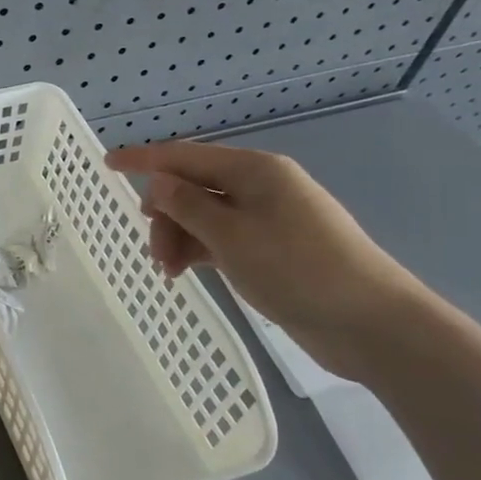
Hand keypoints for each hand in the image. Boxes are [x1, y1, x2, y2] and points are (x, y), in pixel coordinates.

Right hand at [106, 139, 427, 354]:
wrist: (373, 324)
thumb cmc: (299, 270)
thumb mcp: (232, 237)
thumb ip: (188, 206)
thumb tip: (157, 181)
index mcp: (254, 170)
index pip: (185, 155)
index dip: (143, 159)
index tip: (106, 163)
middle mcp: (261, 185)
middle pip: (194, 186)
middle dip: (165, 214)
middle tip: (155, 252)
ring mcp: (269, 217)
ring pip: (206, 215)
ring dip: (181, 237)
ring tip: (170, 272)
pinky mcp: (274, 247)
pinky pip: (223, 237)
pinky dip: (201, 250)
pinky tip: (188, 272)